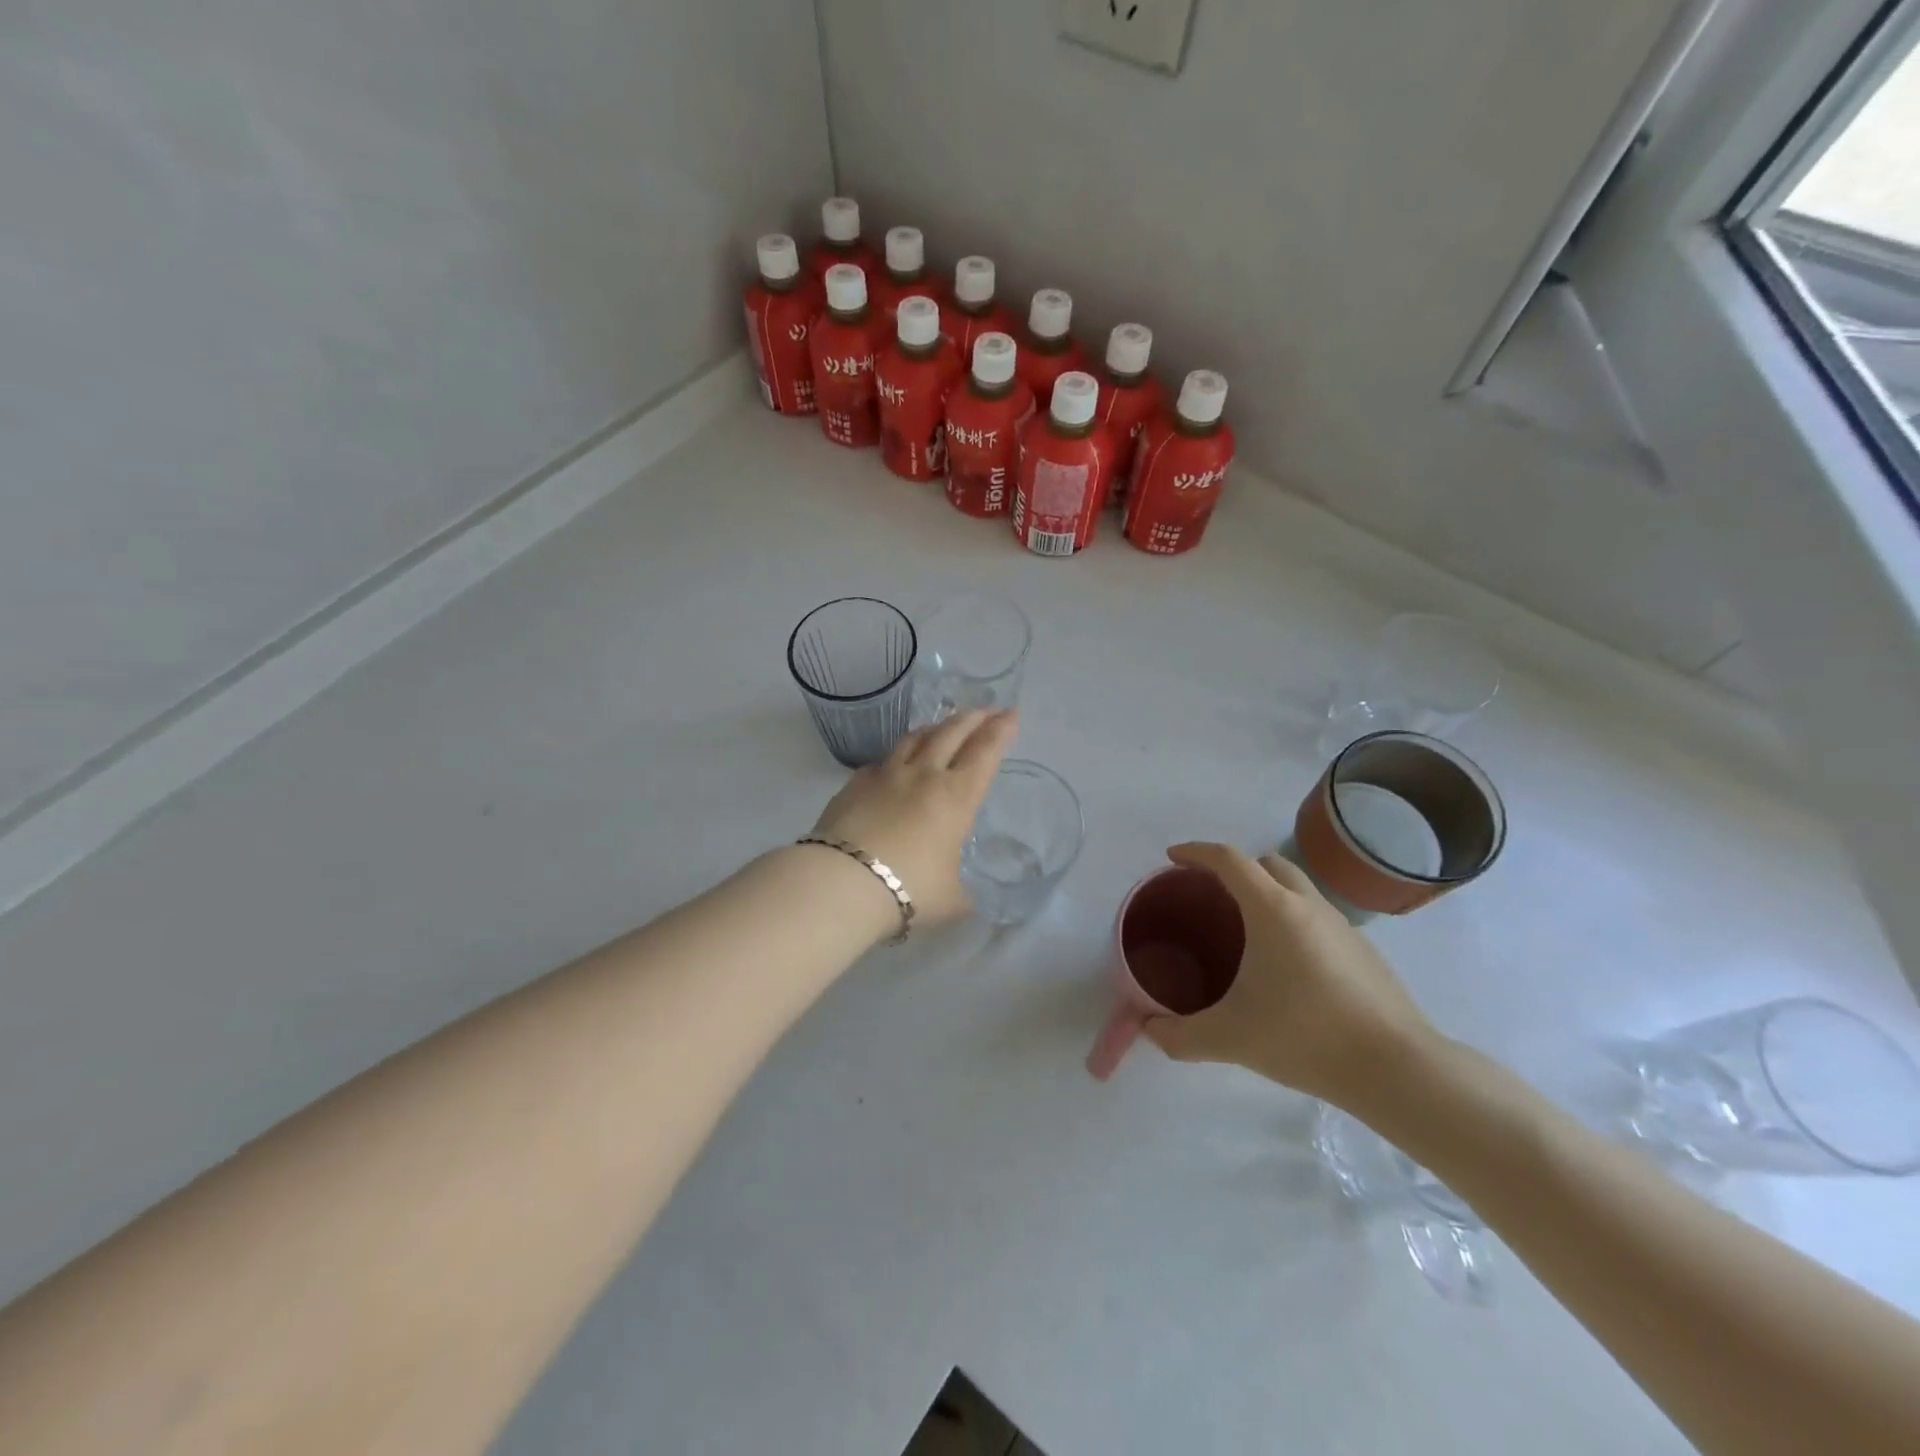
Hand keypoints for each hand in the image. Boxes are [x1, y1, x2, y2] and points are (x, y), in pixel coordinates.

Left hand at [808, 709, 1016, 926]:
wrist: (842, 882)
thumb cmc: (909, 890)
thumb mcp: (951, 901)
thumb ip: (962, 894)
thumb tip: (964, 898)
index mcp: (956, 797)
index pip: (985, 752)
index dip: (1001, 731)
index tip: (1011, 715)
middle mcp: (923, 775)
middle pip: (952, 733)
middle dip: (974, 717)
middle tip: (986, 710)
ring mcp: (886, 775)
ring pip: (915, 737)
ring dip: (935, 727)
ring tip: (943, 725)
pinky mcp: (854, 783)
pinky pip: (881, 761)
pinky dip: (897, 755)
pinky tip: (895, 763)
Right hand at [1141, 842, 1437, 1109]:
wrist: (1396, 1069)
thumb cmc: (1305, 1037)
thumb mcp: (1229, 1038)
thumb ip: (1179, 1035)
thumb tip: (1149, 1030)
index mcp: (1272, 909)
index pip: (1228, 859)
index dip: (1196, 852)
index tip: (1172, 858)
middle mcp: (1308, 905)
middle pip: (1267, 863)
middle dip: (1235, 869)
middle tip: (1211, 896)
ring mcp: (1342, 926)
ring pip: (1298, 888)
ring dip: (1268, 893)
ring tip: (1247, 932)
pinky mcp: (1364, 951)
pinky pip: (1318, 917)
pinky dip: (1294, 922)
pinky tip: (1287, 968)